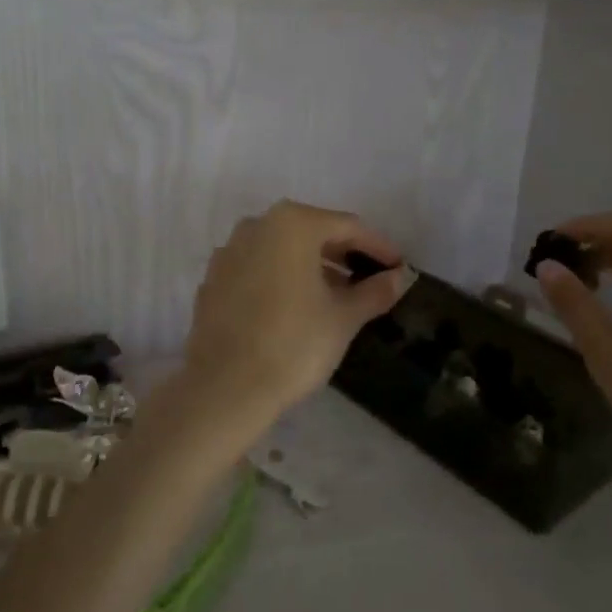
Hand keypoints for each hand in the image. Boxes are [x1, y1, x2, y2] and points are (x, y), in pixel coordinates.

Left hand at [168, 201, 409, 448]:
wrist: (225, 387)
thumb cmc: (294, 344)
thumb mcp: (344, 318)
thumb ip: (374, 291)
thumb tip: (398, 278)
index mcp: (292, 224)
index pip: (347, 227)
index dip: (377, 247)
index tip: (398, 267)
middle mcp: (257, 225)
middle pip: (311, 232)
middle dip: (342, 254)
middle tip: (369, 279)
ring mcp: (229, 251)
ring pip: (281, 250)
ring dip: (311, 266)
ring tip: (337, 294)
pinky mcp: (213, 279)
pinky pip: (257, 268)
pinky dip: (281, 278)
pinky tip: (296, 306)